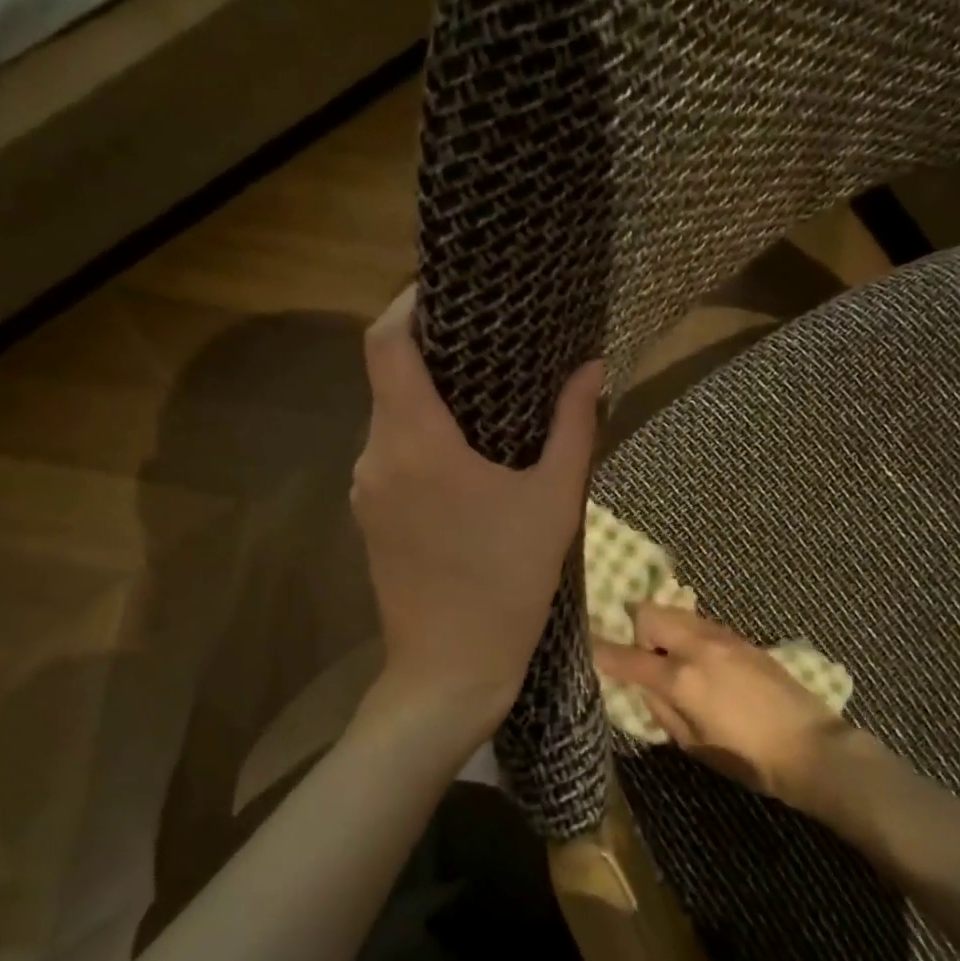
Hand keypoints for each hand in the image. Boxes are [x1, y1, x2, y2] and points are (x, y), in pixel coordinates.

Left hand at [352, 287, 602, 733]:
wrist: (449, 672)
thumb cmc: (506, 585)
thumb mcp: (553, 502)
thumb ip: (574, 427)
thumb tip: (593, 367)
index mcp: (415, 442)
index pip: (385, 343)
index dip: (409, 304)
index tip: (449, 288)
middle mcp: (376, 455)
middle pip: (388, 376)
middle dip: (432, 351)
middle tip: (491, 340)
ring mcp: (366, 489)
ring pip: (390, 417)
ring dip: (429, 398)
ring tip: (488, 394)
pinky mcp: (369, 517)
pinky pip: (391, 454)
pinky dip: (421, 436)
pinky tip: (467, 454)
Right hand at [593, 605, 854, 805]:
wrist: (810, 747)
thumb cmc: (747, 758)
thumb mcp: (693, 744)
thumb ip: (661, 708)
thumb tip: (644, 685)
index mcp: (680, 678)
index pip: (627, 657)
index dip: (601, 651)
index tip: (586, 644)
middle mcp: (698, 646)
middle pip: (650, 613)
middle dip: (636, 628)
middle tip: (642, 656)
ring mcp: (723, 637)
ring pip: (677, 613)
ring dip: (663, 628)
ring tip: (670, 657)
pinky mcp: (743, 639)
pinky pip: (701, 624)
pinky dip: (688, 633)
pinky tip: (699, 660)